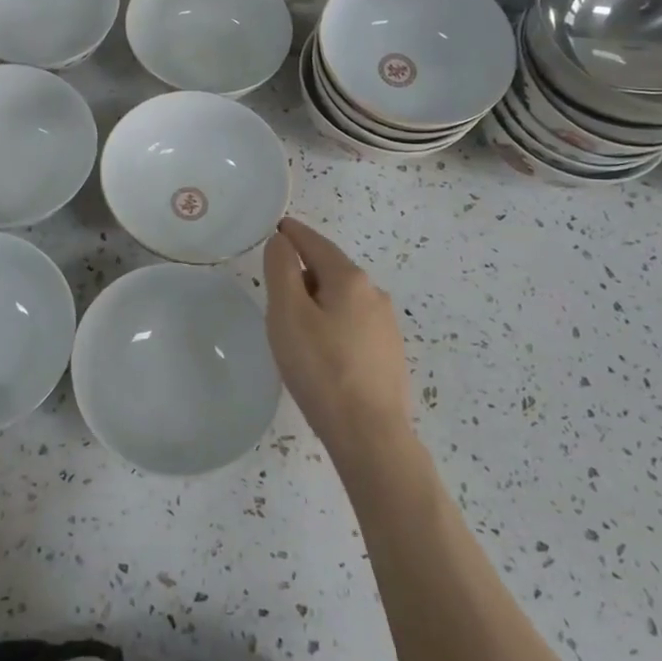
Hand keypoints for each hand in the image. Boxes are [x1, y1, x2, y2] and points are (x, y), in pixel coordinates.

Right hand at [263, 217, 418, 472]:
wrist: (369, 433)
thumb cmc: (320, 368)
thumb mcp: (287, 313)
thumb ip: (281, 269)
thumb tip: (282, 241)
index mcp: (350, 279)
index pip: (315, 243)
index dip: (293, 233)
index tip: (276, 227)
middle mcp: (374, 294)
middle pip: (330, 269)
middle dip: (303, 270)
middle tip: (274, 288)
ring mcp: (386, 325)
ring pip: (342, 298)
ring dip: (317, 300)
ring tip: (293, 323)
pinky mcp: (388, 353)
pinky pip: (353, 323)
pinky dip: (332, 322)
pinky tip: (321, 349)